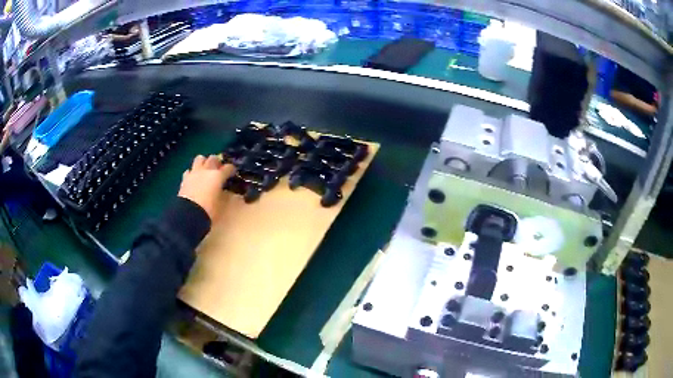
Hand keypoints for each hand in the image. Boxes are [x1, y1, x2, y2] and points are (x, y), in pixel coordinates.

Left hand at [178, 155, 234, 221]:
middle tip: (218, 169)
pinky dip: (192, 173)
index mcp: (218, 176)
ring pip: (199, 158)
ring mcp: (194, 173)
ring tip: (205, 169)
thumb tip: (223, 191)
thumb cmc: (208, 210)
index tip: (233, 173)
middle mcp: (206, 170)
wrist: (189, 214)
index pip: (228, 167)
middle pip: (213, 158)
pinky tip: (194, 178)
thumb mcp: (220, 203)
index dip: (232, 169)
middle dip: (217, 162)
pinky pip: (189, 170)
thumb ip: (222, 193)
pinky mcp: (185, 178)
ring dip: (203, 162)